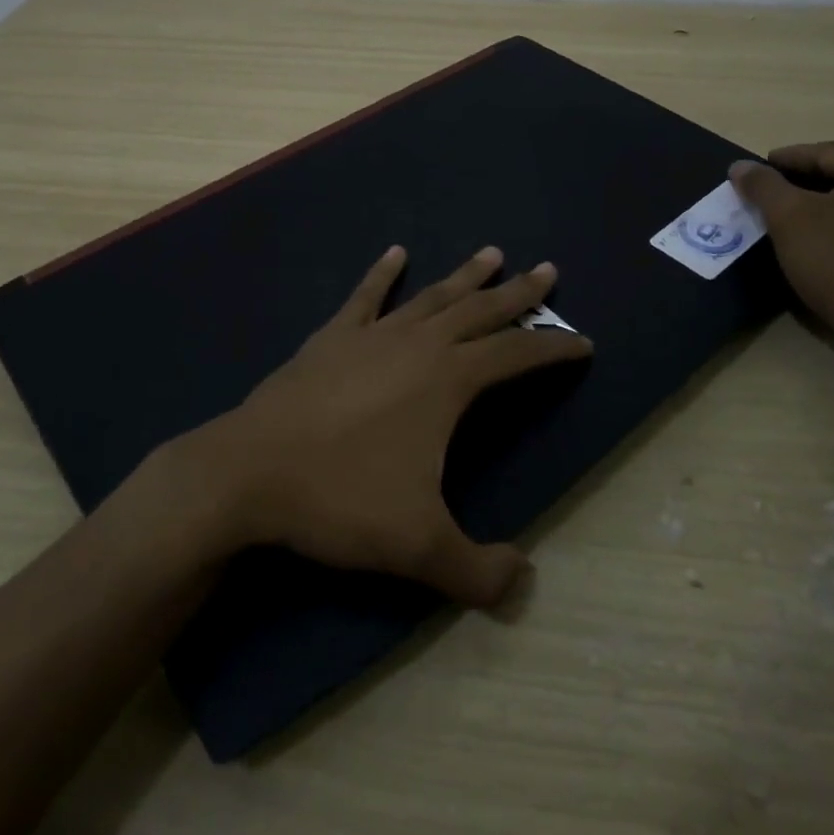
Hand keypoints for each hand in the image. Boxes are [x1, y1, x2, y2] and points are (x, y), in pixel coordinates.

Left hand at [167, 246, 593, 607]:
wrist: (250, 473)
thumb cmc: (340, 499)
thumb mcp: (418, 547)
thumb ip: (477, 571)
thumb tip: (521, 582)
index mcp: (448, 381)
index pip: (516, 356)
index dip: (553, 349)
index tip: (583, 341)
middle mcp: (417, 345)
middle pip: (481, 311)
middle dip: (519, 294)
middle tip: (547, 270)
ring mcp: (372, 335)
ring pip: (431, 297)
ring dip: (464, 276)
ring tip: (491, 252)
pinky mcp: (331, 337)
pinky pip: (365, 297)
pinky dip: (383, 274)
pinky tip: (395, 253)